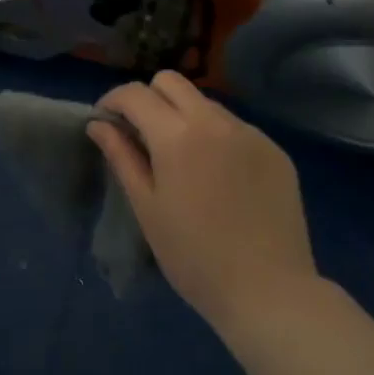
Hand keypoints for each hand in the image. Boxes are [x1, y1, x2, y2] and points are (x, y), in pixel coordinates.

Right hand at [89, 71, 318, 333]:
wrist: (270, 293)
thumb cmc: (195, 257)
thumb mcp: (147, 208)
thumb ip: (121, 156)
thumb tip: (99, 124)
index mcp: (177, 134)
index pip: (136, 93)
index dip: (114, 100)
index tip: (106, 120)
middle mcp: (214, 120)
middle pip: (171, 81)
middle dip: (149, 97)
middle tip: (142, 133)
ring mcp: (249, 132)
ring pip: (205, 102)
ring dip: (184, 116)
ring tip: (183, 158)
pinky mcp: (275, 149)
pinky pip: (235, 127)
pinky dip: (217, 137)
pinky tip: (220, 176)